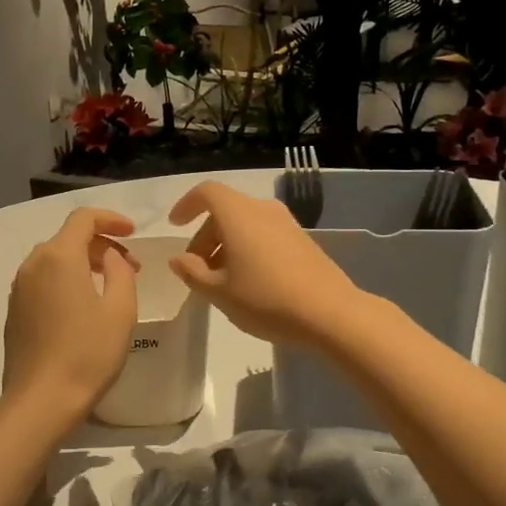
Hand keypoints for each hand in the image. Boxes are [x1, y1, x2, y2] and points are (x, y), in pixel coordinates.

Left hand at [2, 207, 138, 422]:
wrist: (41, 399)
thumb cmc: (88, 352)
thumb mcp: (120, 310)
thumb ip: (120, 272)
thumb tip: (110, 257)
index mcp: (59, 257)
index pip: (83, 218)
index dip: (111, 219)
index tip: (132, 233)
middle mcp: (33, 264)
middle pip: (68, 238)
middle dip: (100, 244)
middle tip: (129, 266)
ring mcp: (19, 288)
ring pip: (54, 259)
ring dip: (83, 263)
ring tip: (108, 286)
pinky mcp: (14, 311)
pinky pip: (42, 280)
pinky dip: (65, 280)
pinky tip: (82, 306)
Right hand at [167, 182, 366, 345]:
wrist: (330, 313)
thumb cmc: (265, 299)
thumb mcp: (219, 292)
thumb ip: (193, 272)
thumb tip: (178, 258)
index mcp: (238, 214)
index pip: (207, 193)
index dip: (187, 205)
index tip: (176, 226)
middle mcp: (263, 210)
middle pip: (225, 210)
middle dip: (205, 235)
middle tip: (195, 268)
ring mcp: (286, 224)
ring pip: (245, 224)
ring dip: (226, 244)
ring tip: (219, 280)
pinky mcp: (302, 240)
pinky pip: (264, 234)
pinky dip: (247, 248)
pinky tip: (247, 281)